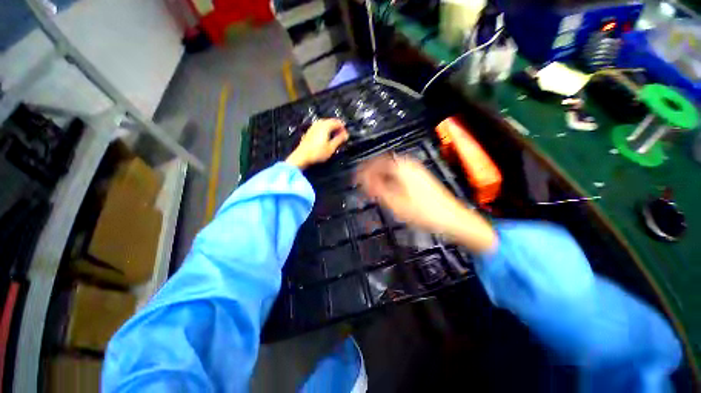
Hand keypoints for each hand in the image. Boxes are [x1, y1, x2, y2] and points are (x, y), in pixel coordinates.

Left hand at [285, 119, 348, 168]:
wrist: (301, 157)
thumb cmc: (317, 153)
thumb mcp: (331, 148)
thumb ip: (339, 139)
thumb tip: (346, 135)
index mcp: (325, 126)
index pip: (337, 122)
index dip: (343, 127)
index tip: (346, 134)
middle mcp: (318, 124)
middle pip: (330, 121)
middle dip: (337, 127)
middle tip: (341, 135)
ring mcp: (312, 127)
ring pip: (324, 124)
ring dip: (331, 128)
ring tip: (335, 136)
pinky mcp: (309, 132)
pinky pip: (319, 127)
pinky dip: (325, 130)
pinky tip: (325, 137)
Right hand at [356, 154, 496, 252]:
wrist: (452, 218)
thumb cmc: (422, 212)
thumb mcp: (395, 203)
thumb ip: (377, 190)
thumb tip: (364, 181)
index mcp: (400, 168)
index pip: (375, 164)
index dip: (363, 171)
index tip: (355, 179)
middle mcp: (408, 164)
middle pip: (383, 163)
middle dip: (371, 172)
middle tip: (363, 183)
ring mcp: (416, 169)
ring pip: (391, 168)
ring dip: (380, 175)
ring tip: (373, 187)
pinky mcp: (421, 176)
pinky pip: (399, 172)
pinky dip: (390, 178)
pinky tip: (388, 188)